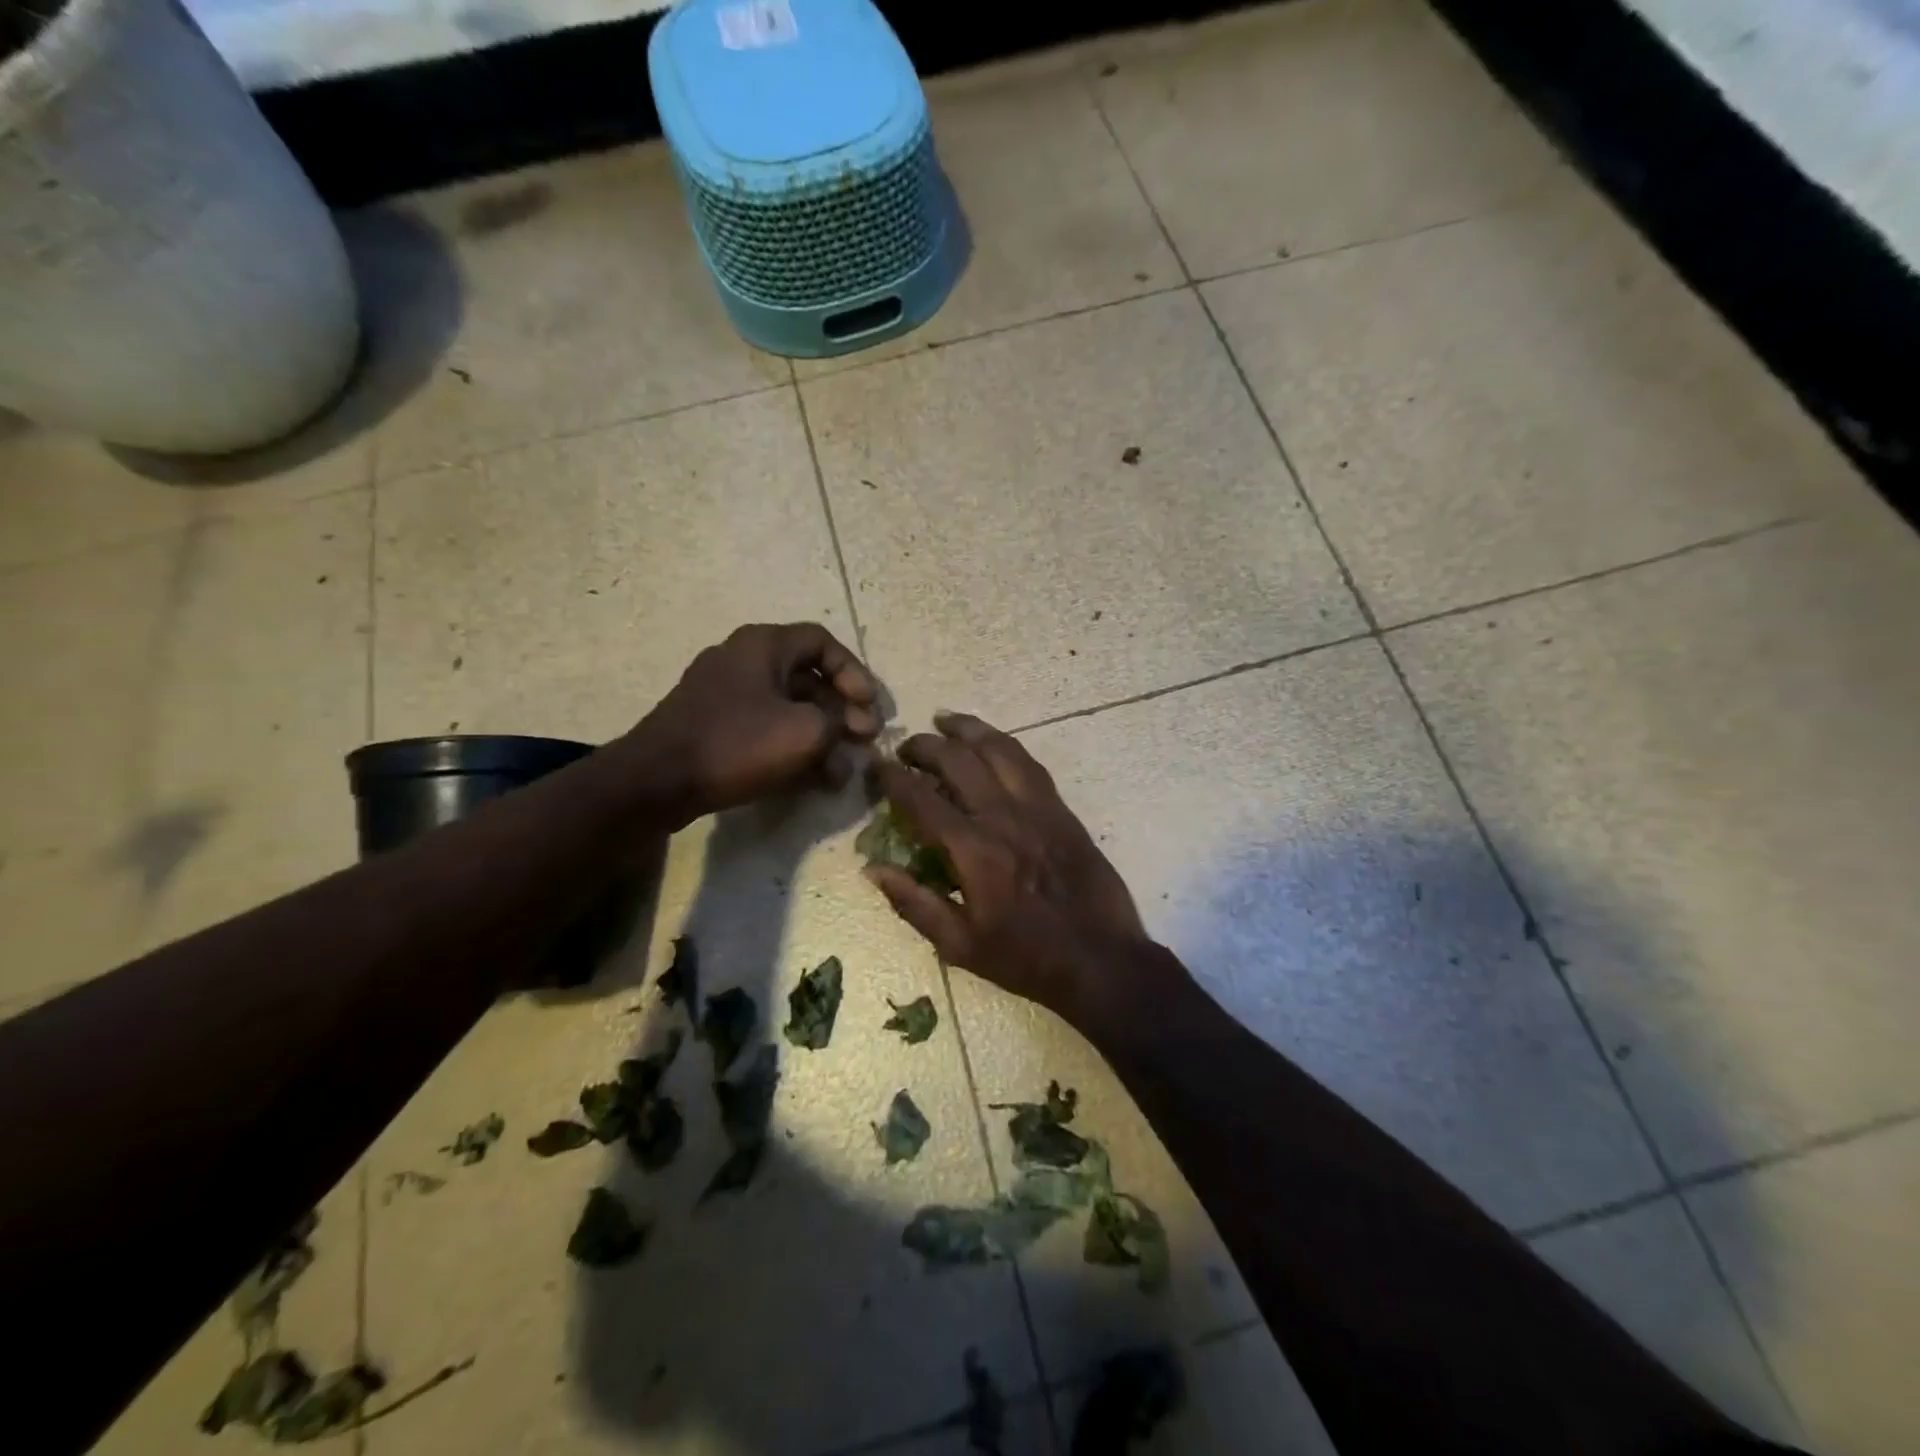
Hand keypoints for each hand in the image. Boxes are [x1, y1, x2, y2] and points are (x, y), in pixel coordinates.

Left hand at [628, 624, 879, 824]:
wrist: (657, 780)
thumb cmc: (738, 743)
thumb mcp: (806, 732)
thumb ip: (838, 724)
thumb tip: (846, 729)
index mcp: (763, 645)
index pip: (822, 643)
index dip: (854, 673)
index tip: (869, 707)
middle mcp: (743, 660)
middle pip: (807, 679)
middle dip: (842, 712)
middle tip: (864, 741)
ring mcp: (725, 695)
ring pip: (788, 709)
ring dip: (821, 737)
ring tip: (841, 773)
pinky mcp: (714, 727)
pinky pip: (765, 729)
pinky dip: (792, 748)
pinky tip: (814, 780)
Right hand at [868, 712, 1166, 1030]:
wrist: (1100, 959)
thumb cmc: (1026, 958)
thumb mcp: (960, 945)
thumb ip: (914, 903)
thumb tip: (873, 869)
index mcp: (974, 851)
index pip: (923, 799)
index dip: (894, 778)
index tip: (877, 767)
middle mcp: (1004, 817)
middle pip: (959, 761)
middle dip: (926, 746)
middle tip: (907, 748)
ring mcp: (1038, 808)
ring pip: (999, 749)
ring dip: (968, 729)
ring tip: (944, 720)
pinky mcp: (1062, 809)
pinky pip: (1030, 763)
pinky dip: (1005, 744)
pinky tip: (992, 743)